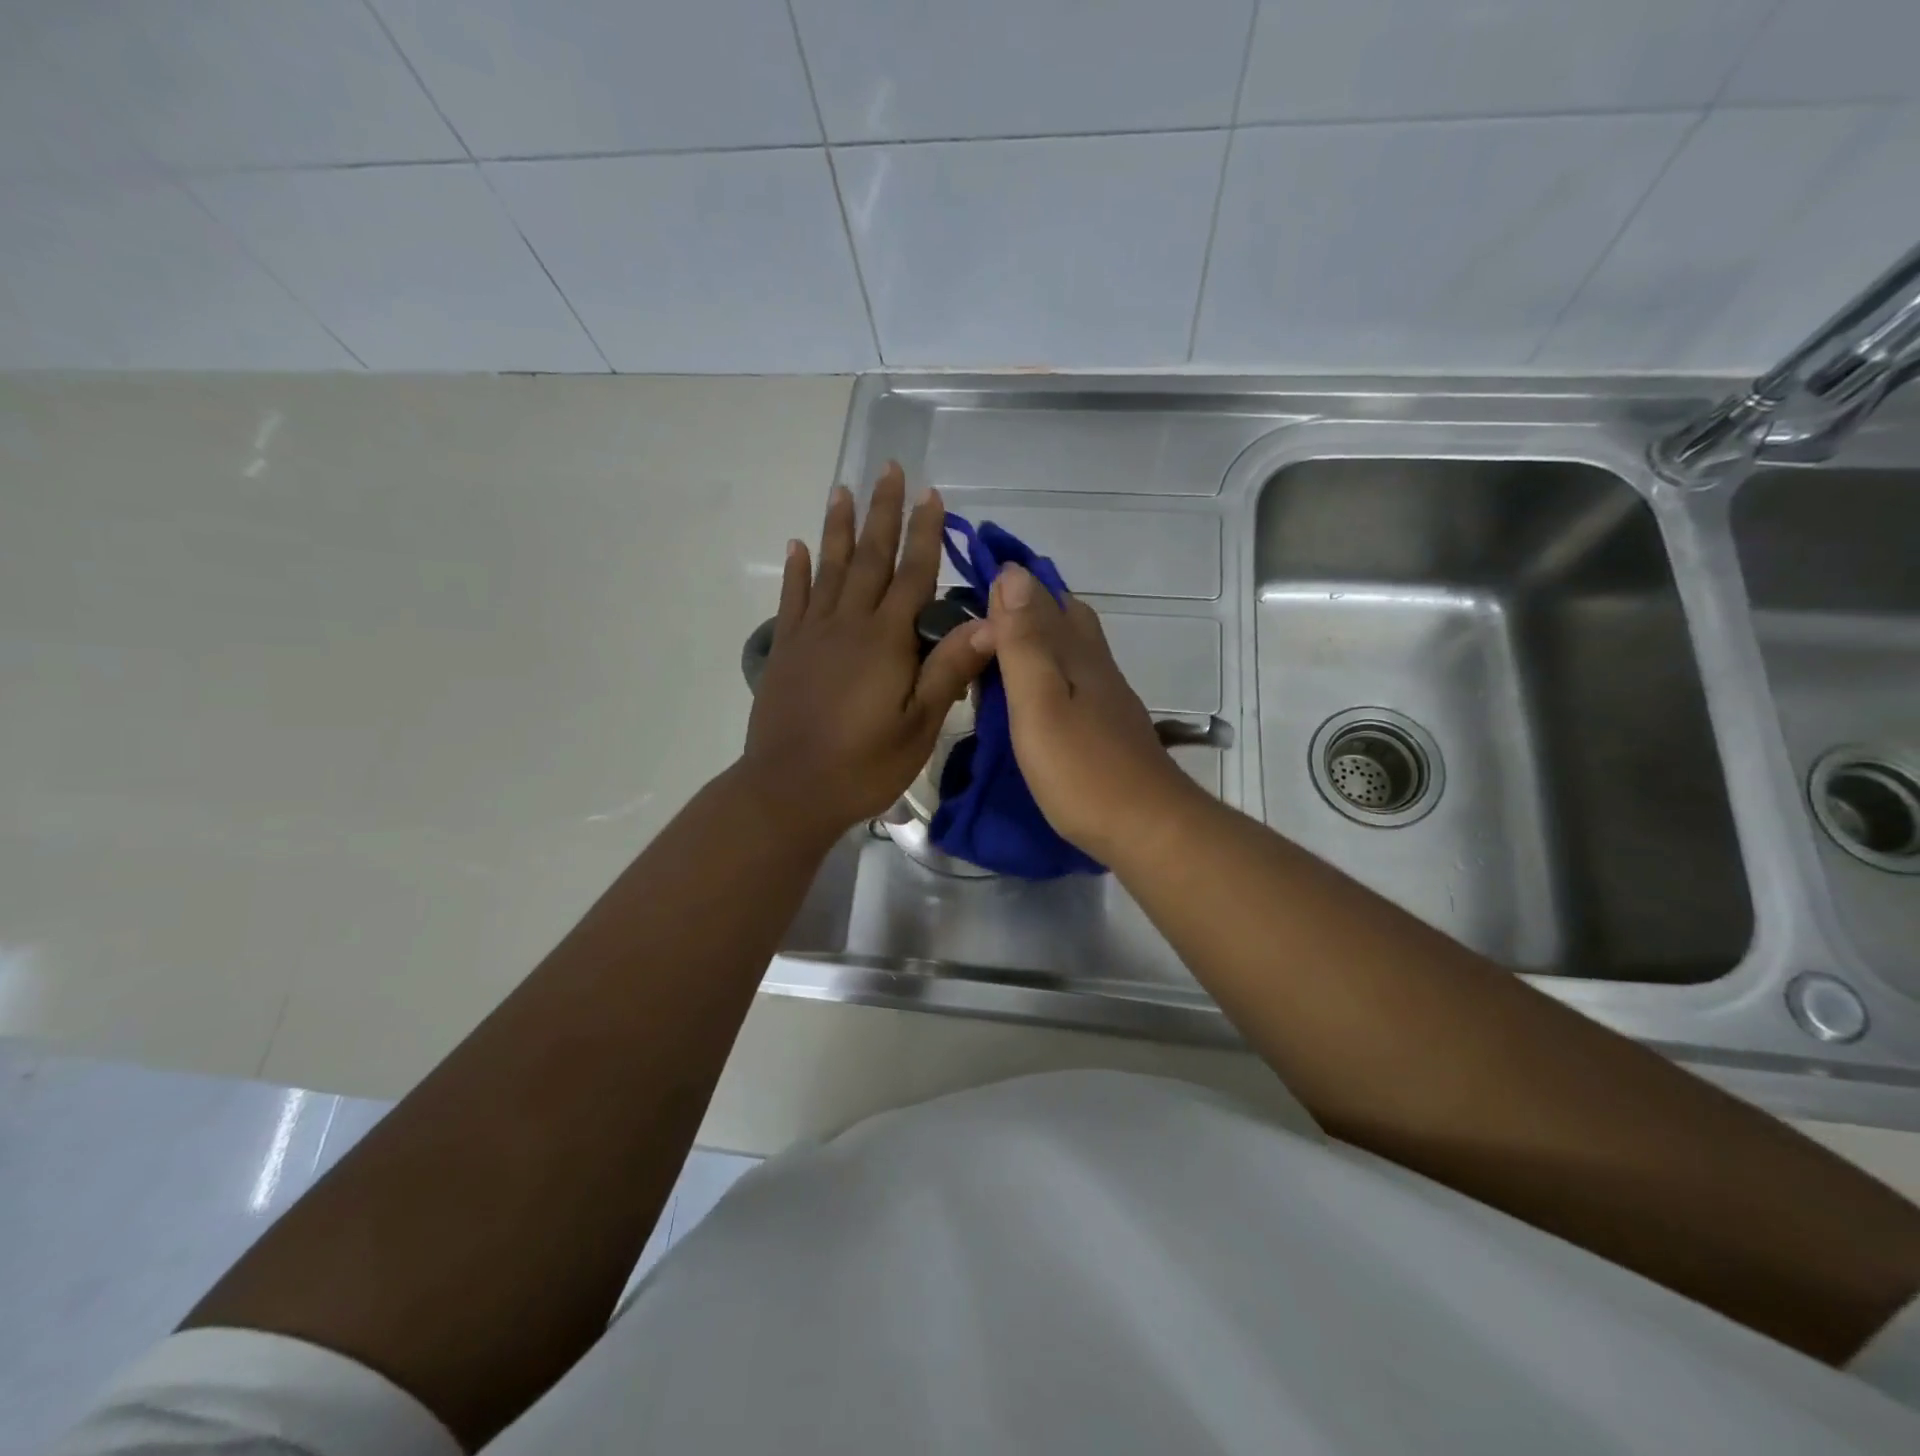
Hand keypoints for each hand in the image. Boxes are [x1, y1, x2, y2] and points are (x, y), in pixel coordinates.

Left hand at [742, 463, 992, 843]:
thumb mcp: (919, 726)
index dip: (923, 533)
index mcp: (886, 641)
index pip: (912, 574)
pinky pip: (793, 599)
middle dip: (881, 512)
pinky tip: (797, 544)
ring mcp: (812, 634)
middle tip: (888, 468)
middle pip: (868, 557)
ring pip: (828, 568)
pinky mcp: (786, 651)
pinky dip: (797, 570)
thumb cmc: (863, 765)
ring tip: (842, 489)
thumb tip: (990, 622)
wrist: (789, 790)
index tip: (931, 494)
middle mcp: (848, 624)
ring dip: (837, 527)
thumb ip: (948, 670)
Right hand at [987, 563, 1195, 857]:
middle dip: (1026, 607)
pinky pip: (1076, 681)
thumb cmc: (1082, 768)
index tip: (970, 585)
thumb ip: (1025, 642)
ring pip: (1073, 650)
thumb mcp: (1039, 702)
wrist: (1146, 827)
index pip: (1042, 599)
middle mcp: (1096, 666)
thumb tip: (1013, 574)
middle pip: (1065, 618)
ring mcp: (1107, 698)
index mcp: (1076, 653)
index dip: (1008, 587)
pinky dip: (1050, 674)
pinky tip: (1037, 696)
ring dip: (1038, 640)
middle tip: (981, 621)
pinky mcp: (1109, 727)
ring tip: (1000, 655)